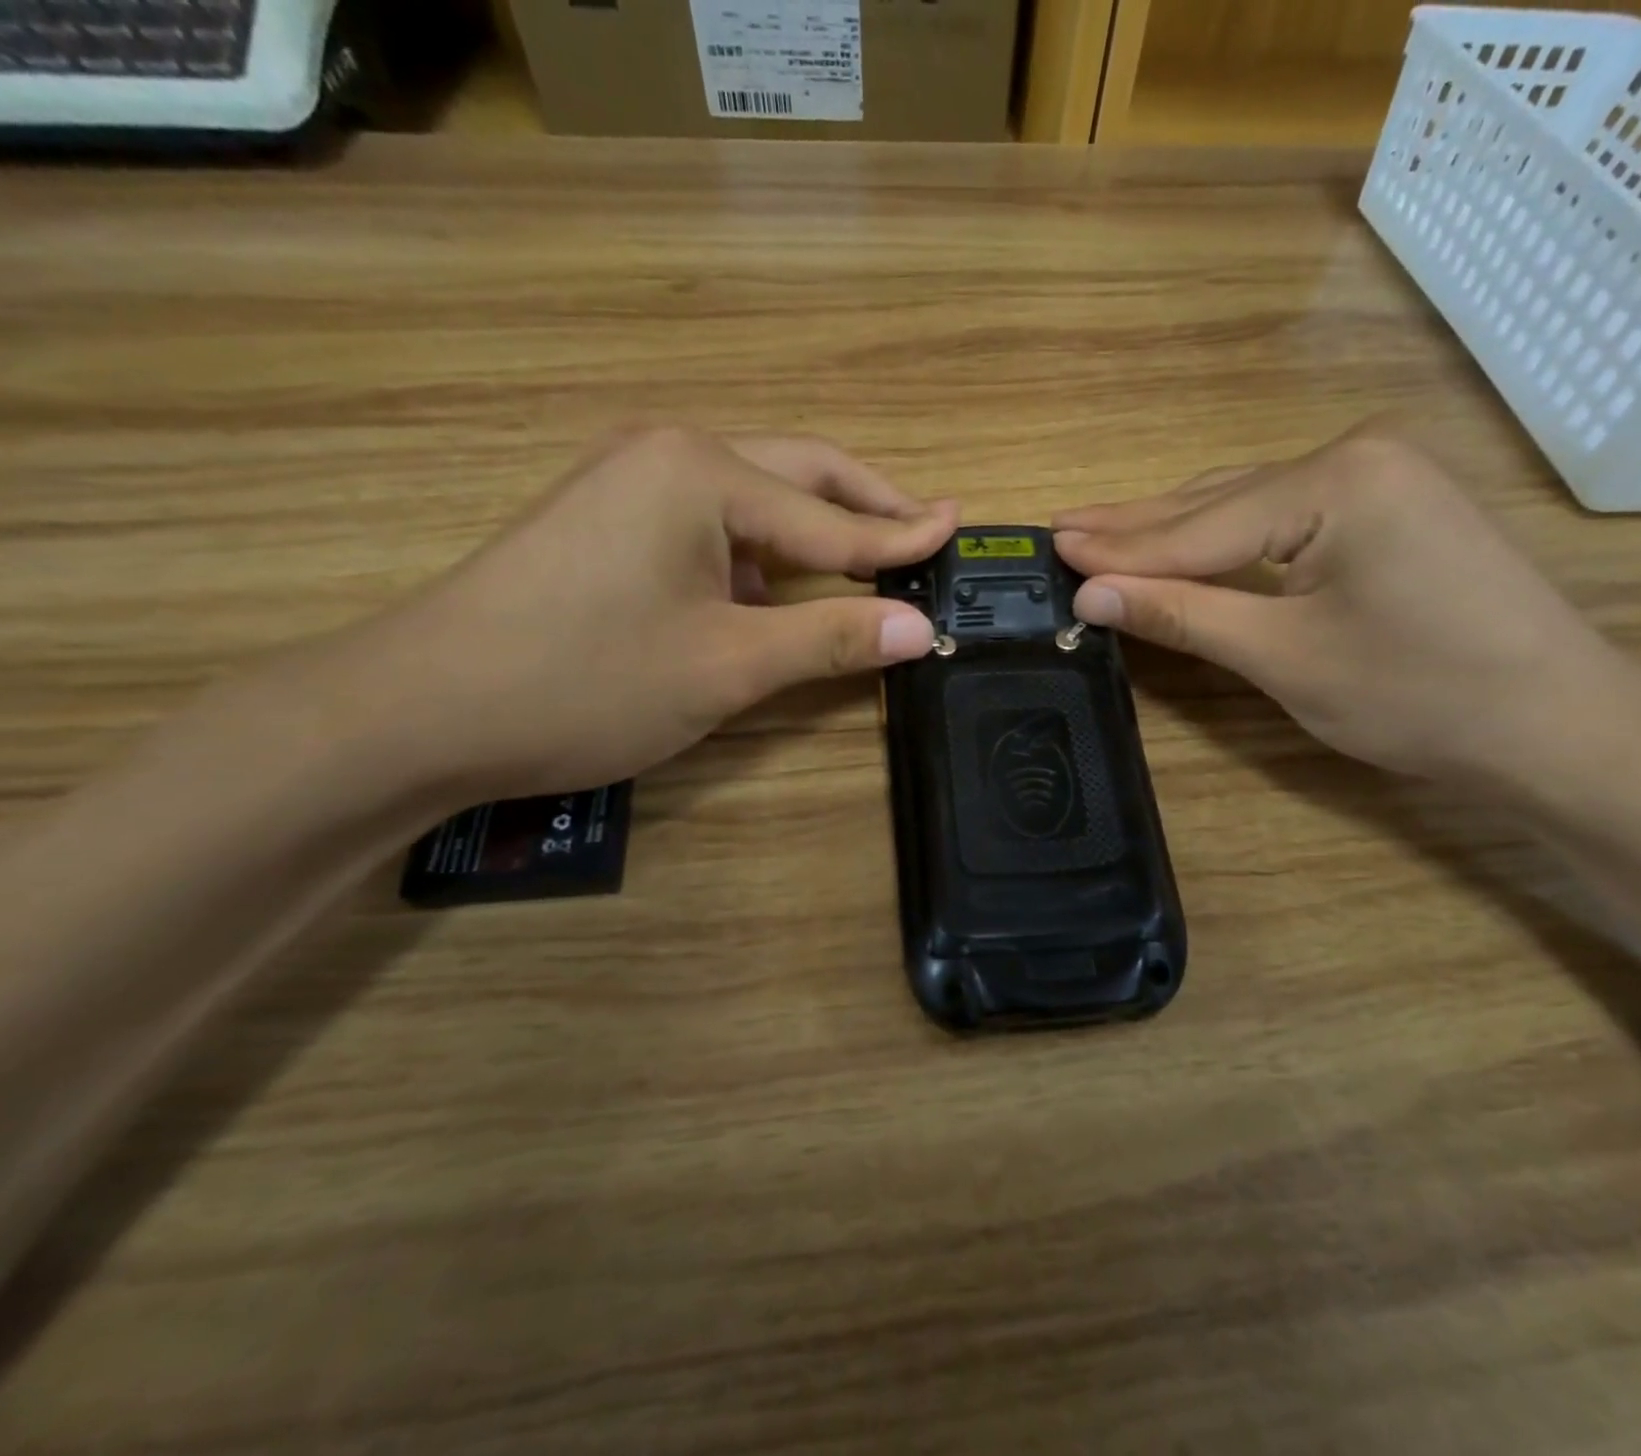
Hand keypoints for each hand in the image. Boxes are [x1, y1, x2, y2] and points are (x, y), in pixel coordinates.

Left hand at [326, 427, 955, 802]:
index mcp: (703, 473)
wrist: (421, 710)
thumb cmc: (586, 682)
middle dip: (866, 506)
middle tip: (926, 533)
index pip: (832, 515)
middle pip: (798, 475)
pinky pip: (713, 526)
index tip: (961, 529)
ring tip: (870, 564)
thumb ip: (831, 638)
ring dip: (815, 532)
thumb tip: (922, 629)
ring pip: (755, 500)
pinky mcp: (611, 523)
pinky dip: (763, 554)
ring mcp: (632, 485)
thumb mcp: (727, 666)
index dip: (901, 536)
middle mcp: (670, 456)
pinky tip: (781, 589)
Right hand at [1052, 427, 1640, 792]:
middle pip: (1216, 502)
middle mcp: (1355, 456)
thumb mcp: (1284, 658)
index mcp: (1334, 481)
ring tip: (1102, 531)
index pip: (1198, 526)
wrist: (1558, 726)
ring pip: (1245, 506)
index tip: (1049, 544)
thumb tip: (1090, 594)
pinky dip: (1224, 539)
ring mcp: (1378, 477)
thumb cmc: (1419, 695)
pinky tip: (1183, 541)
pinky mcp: (1388, 508)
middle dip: (1137, 524)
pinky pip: (1281, 518)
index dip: (1118, 547)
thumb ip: (1183, 615)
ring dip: (1174, 528)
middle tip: (1062, 525)